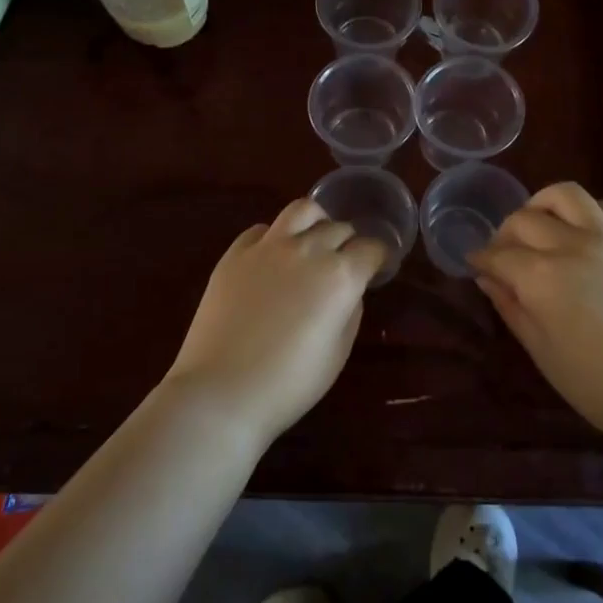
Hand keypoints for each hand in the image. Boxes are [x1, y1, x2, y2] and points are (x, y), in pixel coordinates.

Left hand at [164, 199, 387, 446]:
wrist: (222, 392)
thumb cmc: (289, 384)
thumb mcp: (338, 353)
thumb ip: (350, 311)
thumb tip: (348, 290)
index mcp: (340, 276)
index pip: (372, 248)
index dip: (379, 257)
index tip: (378, 267)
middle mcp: (307, 250)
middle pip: (339, 228)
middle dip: (349, 242)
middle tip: (346, 262)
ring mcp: (268, 247)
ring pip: (302, 210)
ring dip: (316, 221)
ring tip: (313, 240)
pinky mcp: (235, 254)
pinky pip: (262, 229)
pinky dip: (275, 236)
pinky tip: (273, 257)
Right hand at [470, 182, 602, 442]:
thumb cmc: (594, 382)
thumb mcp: (540, 350)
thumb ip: (510, 306)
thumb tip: (486, 278)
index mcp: (541, 278)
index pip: (498, 254)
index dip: (481, 258)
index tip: (475, 263)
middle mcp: (572, 246)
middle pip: (524, 219)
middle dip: (505, 233)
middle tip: (505, 253)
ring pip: (566, 195)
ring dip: (543, 205)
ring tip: (542, 226)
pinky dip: (590, 212)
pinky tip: (585, 231)